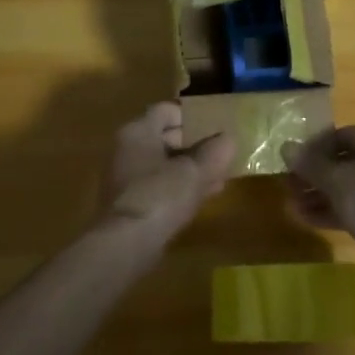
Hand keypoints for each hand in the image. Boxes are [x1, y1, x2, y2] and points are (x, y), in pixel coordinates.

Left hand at [100, 102, 234, 243]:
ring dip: (190, 169)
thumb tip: (228, 139)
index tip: (216, 126)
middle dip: (196, 145)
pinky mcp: (130, 204)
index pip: (167, 110)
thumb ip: (214, 152)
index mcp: (138, 131)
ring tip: (219, 176)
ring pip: (164, 164)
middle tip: (221, 153)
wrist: (126, 244)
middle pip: (166, 137)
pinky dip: (180, 187)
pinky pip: (160, 186)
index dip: (193, 115)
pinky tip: (203, 197)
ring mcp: (126, 177)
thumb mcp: (195, 171)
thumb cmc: (160, 195)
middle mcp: (127, 149)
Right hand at [283, 126, 354, 288]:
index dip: (316, 145)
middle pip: (345, 163)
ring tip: (292, 204)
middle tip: (289, 184)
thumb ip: (310, 164)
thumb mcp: (336, 179)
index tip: (295, 159)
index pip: (344, 135)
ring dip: (320, 195)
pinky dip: (332, 211)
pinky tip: (307, 219)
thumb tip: (286, 147)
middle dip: (315, 174)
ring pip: (348, 188)